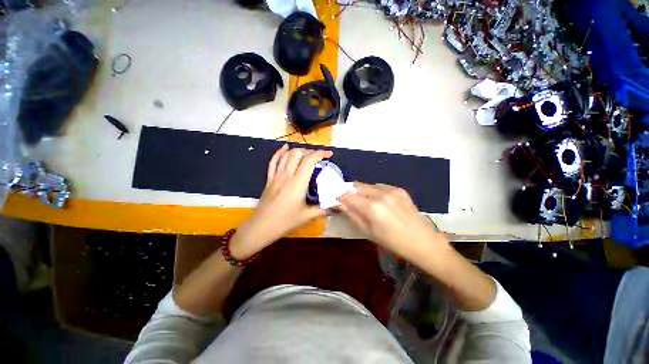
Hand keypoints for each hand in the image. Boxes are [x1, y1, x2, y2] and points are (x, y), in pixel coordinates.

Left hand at [230, 145, 332, 258]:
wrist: (262, 226)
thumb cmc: (285, 221)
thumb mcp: (307, 216)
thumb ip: (323, 210)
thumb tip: (337, 207)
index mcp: (298, 183)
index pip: (309, 160)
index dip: (320, 154)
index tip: (329, 155)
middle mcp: (287, 175)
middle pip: (298, 154)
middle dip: (310, 151)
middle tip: (319, 158)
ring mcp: (276, 176)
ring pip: (286, 155)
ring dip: (298, 151)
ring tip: (307, 154)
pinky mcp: (269, 179)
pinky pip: (273, 161)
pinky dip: (279, 153)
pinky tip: (285, 148)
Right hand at [338, 182, 449, 259]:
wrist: (423, 242)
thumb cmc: (392, 242)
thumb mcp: (368, 231)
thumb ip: (352, 214)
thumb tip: (339, 203)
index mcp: (371, 207)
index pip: (347, 194)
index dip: (340, 195)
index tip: (338, 200)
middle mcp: (380, 194)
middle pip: (357, 185)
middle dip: (351, 192)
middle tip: (352, 202)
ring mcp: (391, 189)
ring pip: (368, 185)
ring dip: (363, 192)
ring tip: (368, 204)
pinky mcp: (399, 189)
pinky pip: (380, 187)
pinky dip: (375, 192)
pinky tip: (381, 203)